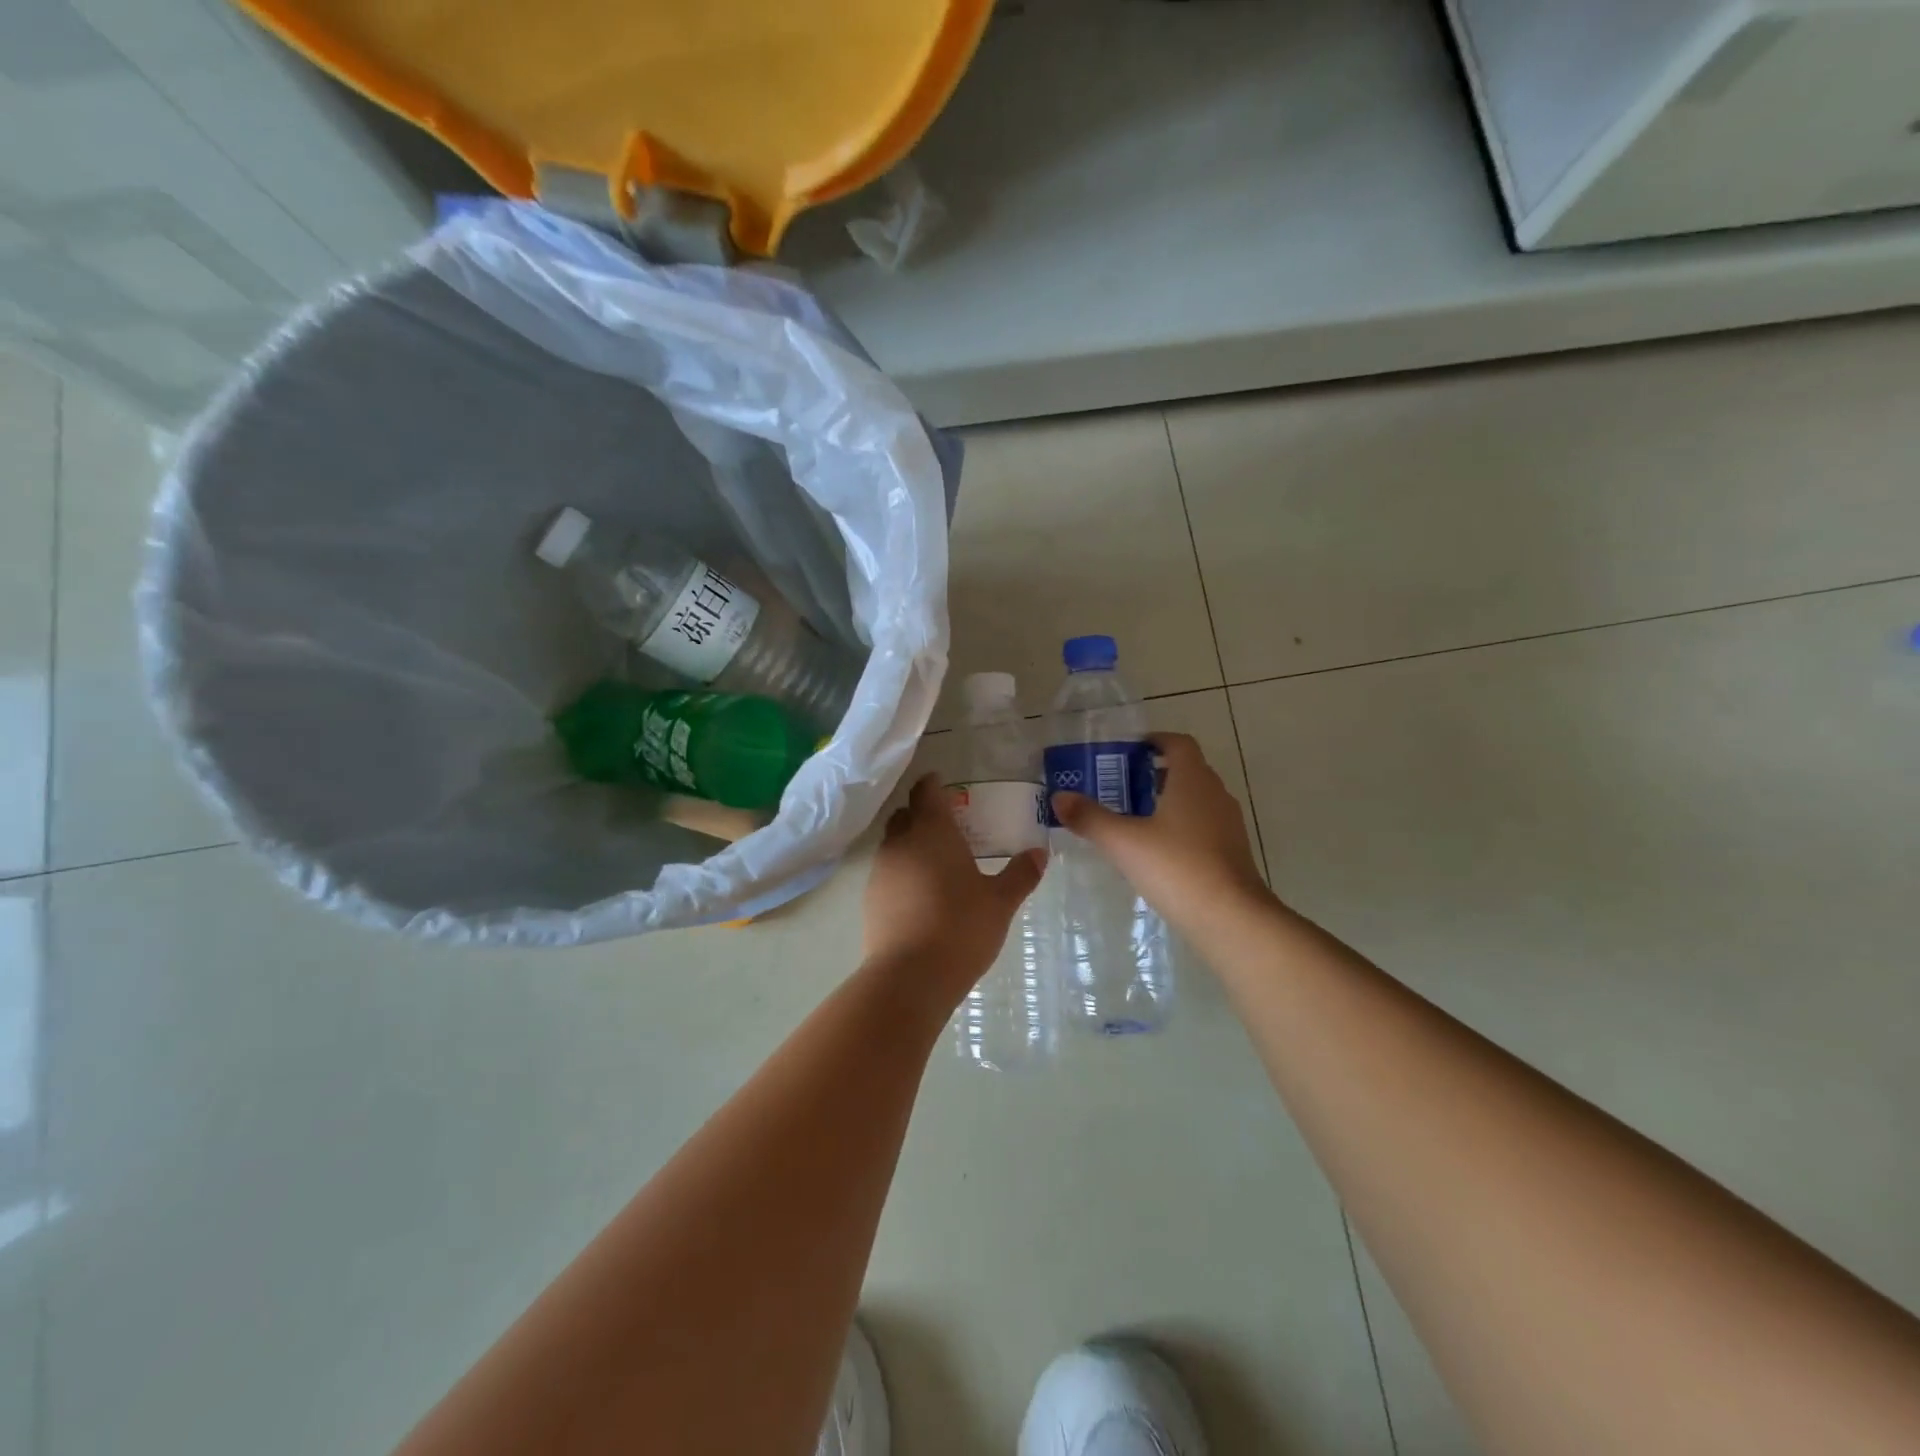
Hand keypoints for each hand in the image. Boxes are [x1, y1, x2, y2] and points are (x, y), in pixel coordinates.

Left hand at [863, 773, 1045, 997]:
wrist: (909, 976)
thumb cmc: (960, 928)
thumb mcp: (1000, 902)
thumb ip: (1020, 874)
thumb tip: (1040, 852)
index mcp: (932, 831)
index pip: (926, 791)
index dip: (934, 784)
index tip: (944, 784)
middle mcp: (901, 842)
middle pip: (905, 815)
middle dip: (921, 814)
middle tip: (947, 826)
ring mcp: (880, 871)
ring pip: (894, 844)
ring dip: (911, 845)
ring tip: (936, 862)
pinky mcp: (870, 899)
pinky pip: (887, 873)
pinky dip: (902, 873)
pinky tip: (920, 895)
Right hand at [1050, 732, 1273, 939]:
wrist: (1232, 920)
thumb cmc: (1177, 867)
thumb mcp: (1124, 842)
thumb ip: (1090, 817)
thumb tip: (1059, 796)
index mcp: (1192, 780)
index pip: (1178, 743)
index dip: (1155, 741)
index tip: (1129, 751)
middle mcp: (1215, 794)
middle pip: (1186, 771)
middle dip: (1154, 774)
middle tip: (1119, 787)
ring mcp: (1228, 825)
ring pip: (1195, 800)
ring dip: (1167, 802)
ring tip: (1133, 820)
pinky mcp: (1232, 853)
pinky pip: (1203, 827)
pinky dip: (1180, 828)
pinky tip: (1156, 852)